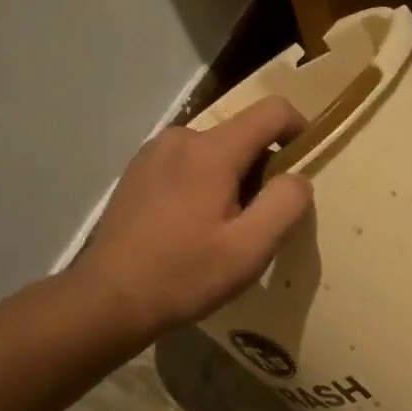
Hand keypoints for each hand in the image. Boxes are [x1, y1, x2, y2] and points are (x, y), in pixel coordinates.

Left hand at [74, 97, 313, 334]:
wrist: (108, 299)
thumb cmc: (185, 274)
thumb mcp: (251, 248)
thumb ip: (285, 204)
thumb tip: (297, 178)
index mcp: (211, 150)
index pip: (272, 110)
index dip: (299, 129)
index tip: (304, 165)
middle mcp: (181, 138)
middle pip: (243, 134)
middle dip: (262, 168)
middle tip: (258, 219)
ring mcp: (153, 152)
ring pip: (215, 151)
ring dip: (233, 179)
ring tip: (224, 227)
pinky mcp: (138, 171)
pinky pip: (188, 163)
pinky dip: (204, 183)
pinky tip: (192, 226)